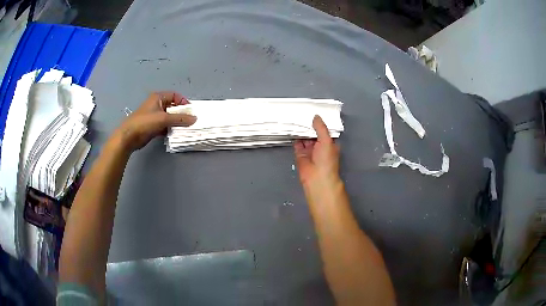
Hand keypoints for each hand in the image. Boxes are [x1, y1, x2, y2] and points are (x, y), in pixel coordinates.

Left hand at [114, 91, 196, 151]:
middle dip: (181, 113)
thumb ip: (180, 119)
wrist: (129, 137)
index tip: (190, 111)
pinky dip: (170, 129)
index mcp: (158, 97)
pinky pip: (165, 125)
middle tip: (189, 121)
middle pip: (173, 107)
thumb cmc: (145, 123)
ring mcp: (154, 116)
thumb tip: (195, 119)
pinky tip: (175, 134)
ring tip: (184, 129)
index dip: (183, 102)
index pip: (175, 96)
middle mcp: (157, 105)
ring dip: (176, 122)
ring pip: (169, 117)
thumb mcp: (164, 119)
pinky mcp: (152, 126)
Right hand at [294, 115, 340, 189]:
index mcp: (329, 144)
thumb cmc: (326, 161)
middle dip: (309, 126)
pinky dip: (295, 138)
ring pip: (305, 139)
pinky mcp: (301, 155)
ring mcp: (310, 151)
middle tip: (303, 114)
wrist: (317, 178)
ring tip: (296, 120)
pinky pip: (297, 144)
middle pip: (314, 134)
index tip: (314, 113)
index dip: (320, 123)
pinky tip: (293, 130)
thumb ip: (321, 128)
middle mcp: (320, 148)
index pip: (324, 131)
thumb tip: (316, 117)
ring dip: (301, 131)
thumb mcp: (327, 140)